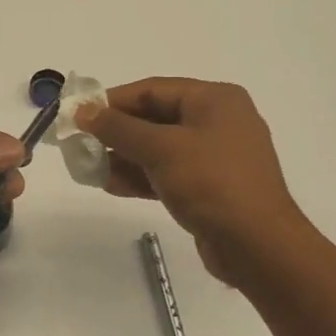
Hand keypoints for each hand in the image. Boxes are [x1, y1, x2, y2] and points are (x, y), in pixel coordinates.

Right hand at [75, 78, 311, 286]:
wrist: (257, 246)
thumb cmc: (211, 183)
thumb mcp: (160, 149)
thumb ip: (117, 128)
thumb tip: (83, 111)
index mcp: (215, 99)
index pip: (152, 89)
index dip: (112, 101)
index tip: (78, 116)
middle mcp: (218, 121)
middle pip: (154, 118)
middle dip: (116, 133)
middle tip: (81, 145)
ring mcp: (215, 156)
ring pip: (158, 148)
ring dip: (124, 157)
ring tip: (90, 169)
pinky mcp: (210, 186)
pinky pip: (168, 172)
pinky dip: (141, 176)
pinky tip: (112, 185)